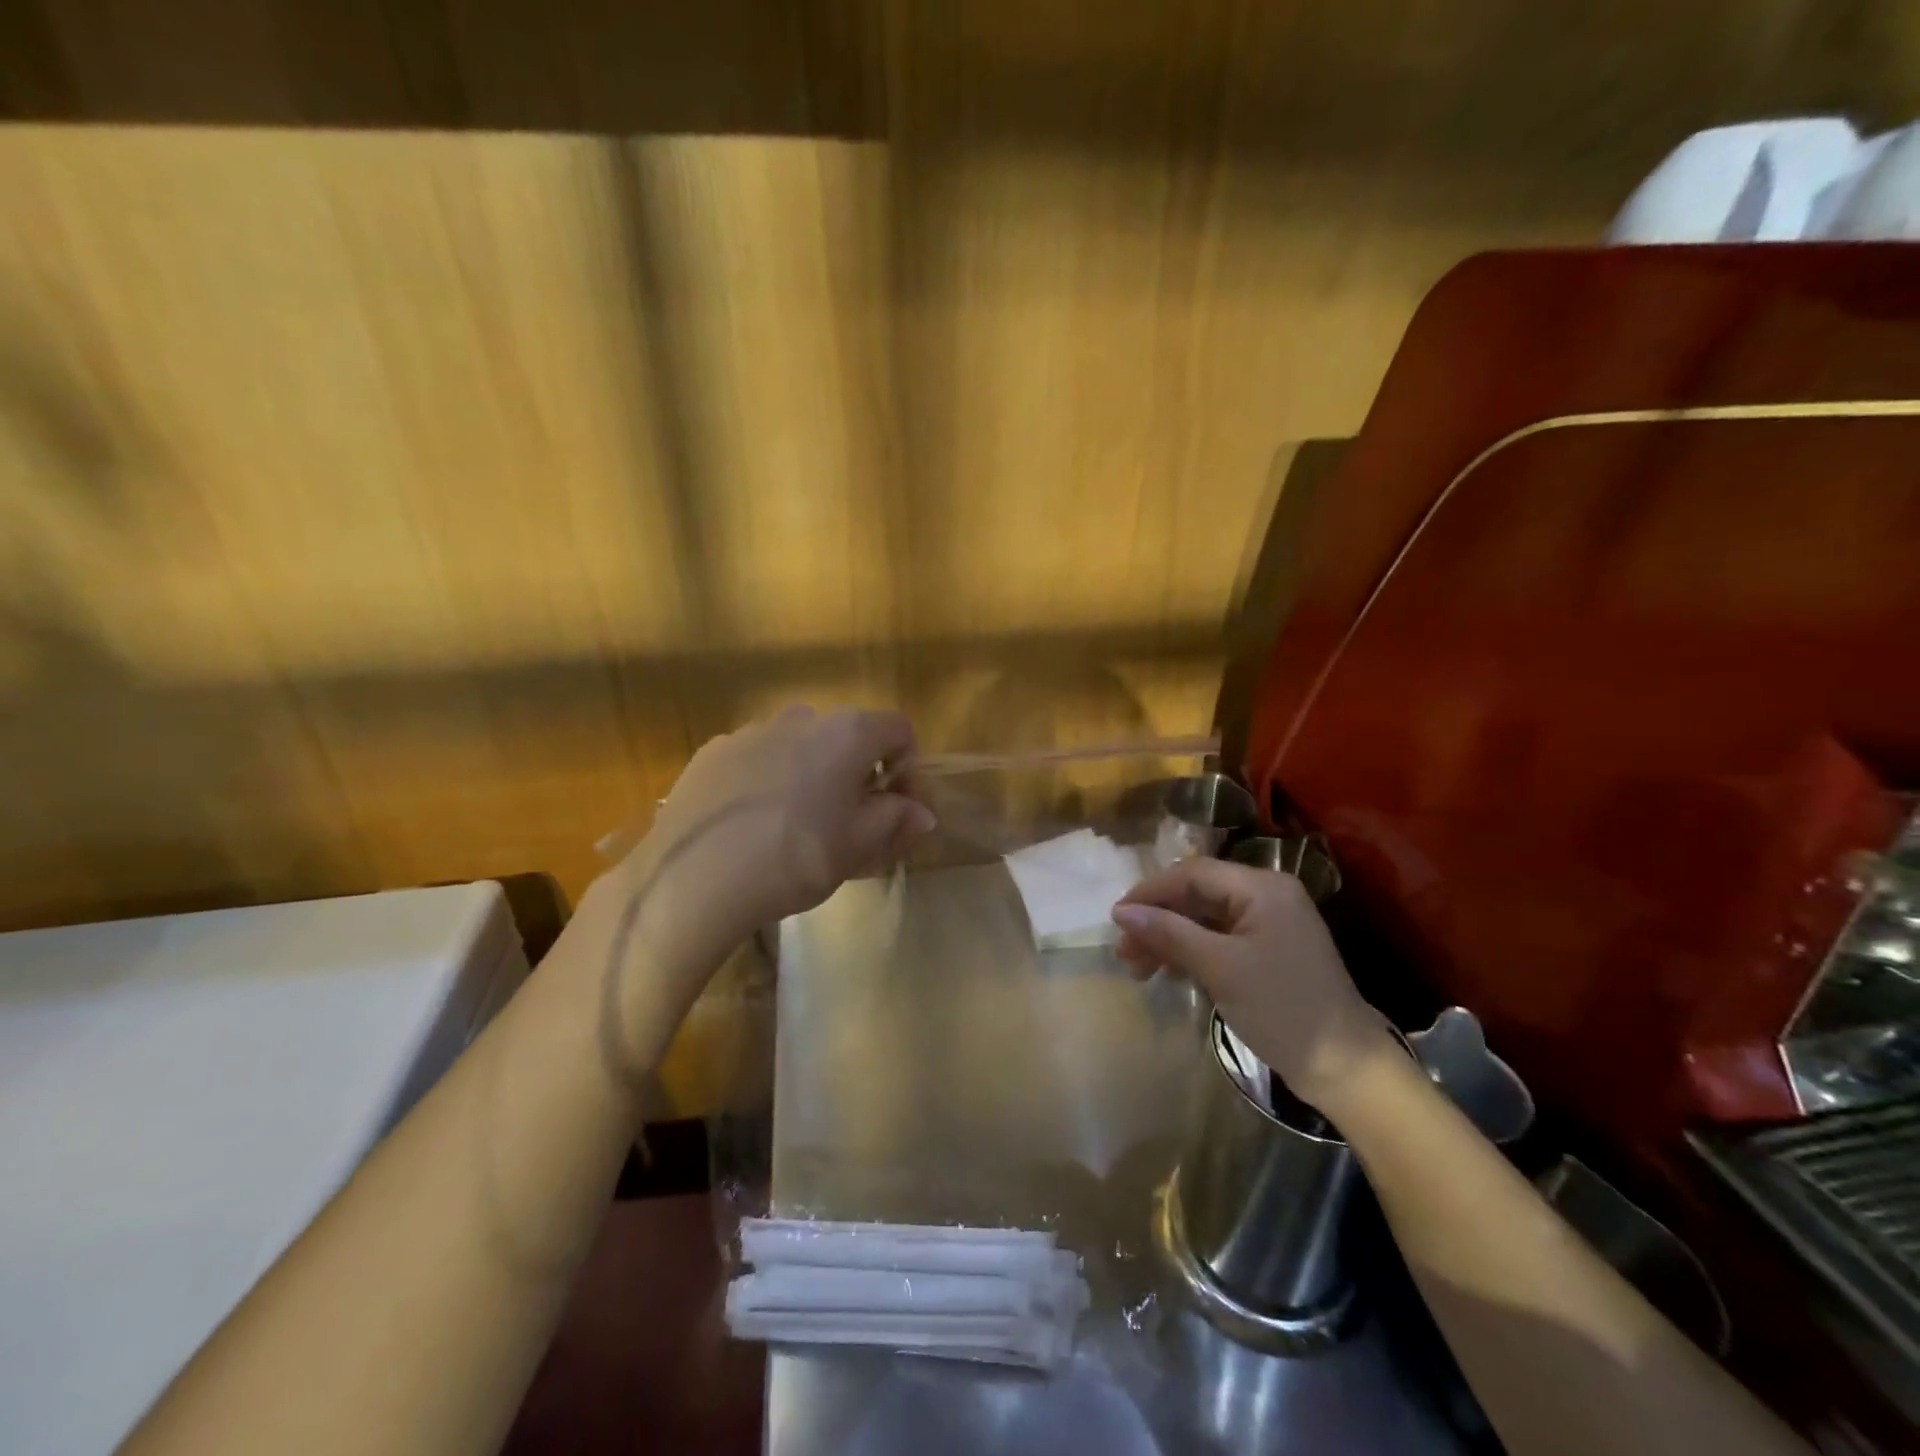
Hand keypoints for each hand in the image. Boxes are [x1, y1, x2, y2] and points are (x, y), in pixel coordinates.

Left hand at [612, 705, 933, 970]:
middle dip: (860, 774)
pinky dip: (770, 781)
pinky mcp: (712, 752)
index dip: (909, 768)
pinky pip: (758, 759)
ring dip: (814, 776)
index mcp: (847, 732)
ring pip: (800, 747)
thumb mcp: (859, 846)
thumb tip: (922, 814)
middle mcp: (802, 717)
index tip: (899, 810)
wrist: (696, 879)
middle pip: (848, 737)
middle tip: (854, 823)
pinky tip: (755, 824)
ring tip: (800, 826)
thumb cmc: (796, 858)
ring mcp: (751, 731)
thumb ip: (897, 820)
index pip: (899, 731)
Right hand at [1111, 858, 1396, 1111]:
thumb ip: (1169, 933)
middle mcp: (1266, 896)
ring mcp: (1268, 924)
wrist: (1346, 1068)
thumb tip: (1120, 912)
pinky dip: (1190, 953)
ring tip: (1138, 969)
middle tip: (1125, 953)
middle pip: (1196, 895)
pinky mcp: (1266, 952)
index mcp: (1262, 887)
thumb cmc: (1282, 1008)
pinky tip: (1169, 972)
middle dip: (1157, 920)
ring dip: (1168, 939)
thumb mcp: (1220, 968)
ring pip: (1203, 919)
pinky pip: (1217, 939)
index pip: (1193, 873)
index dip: (1150, 892)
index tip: (1116, 918)